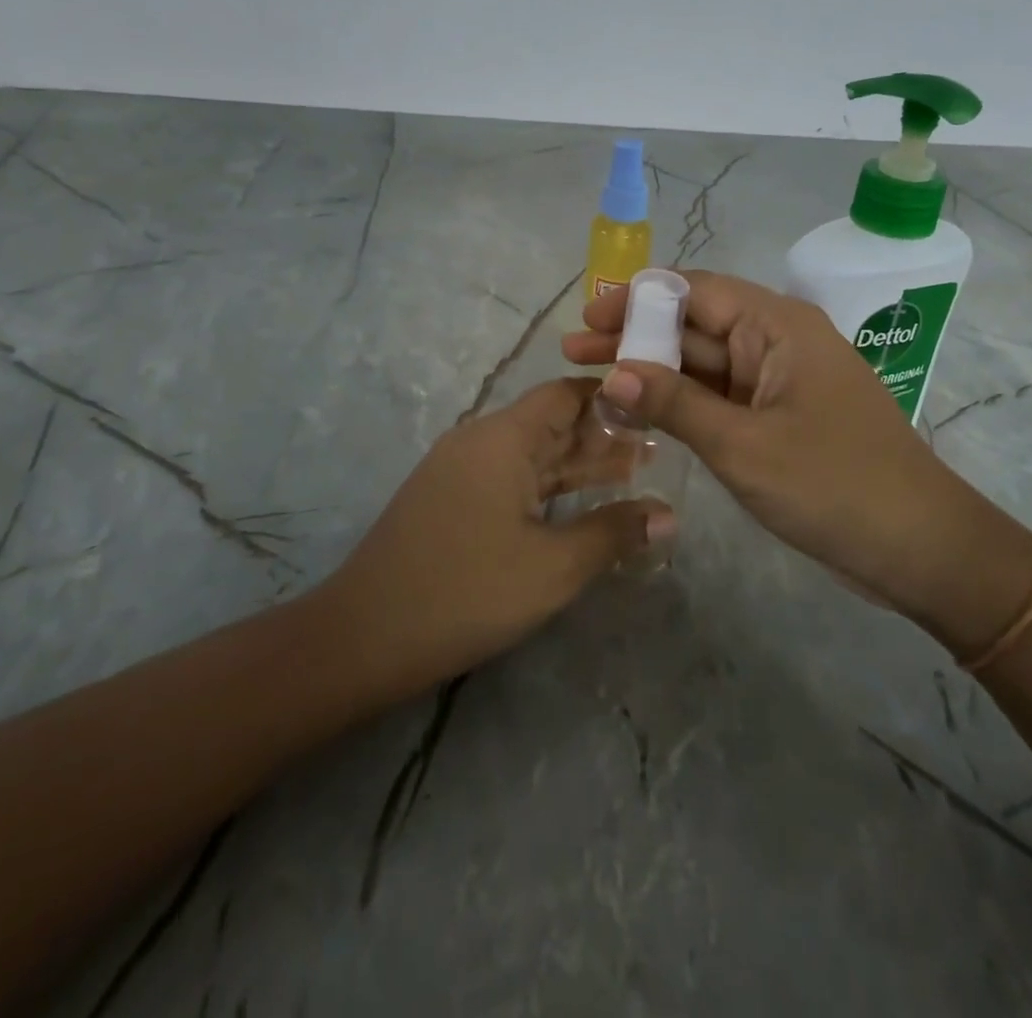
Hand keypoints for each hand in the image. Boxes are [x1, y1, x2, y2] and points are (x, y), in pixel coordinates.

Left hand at [320, 378, 667, 695]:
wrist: (362, 638)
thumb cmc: (467, 592)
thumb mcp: (553, 567)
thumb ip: (614, 533)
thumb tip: (669, 514)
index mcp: (504, 438)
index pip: (567, 394)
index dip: (612, 398)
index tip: (656, 408)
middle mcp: (481, 440)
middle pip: (552, 422)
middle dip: (604, 434)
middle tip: (659, 447)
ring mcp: (460, 470)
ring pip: (532, 454)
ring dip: (579, 463)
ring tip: (635, 471)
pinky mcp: (450, 499)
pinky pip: (511, 478)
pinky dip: (549, 486)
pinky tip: (578, 503)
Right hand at [561, 272, 1008, 622]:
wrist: (920, 548)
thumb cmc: (834, 486)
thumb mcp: (743, 445)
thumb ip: (675, 403)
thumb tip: (613, 373)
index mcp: (777, 325)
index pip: (693, 291)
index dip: (634, 300)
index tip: (586, 320)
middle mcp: (777, 341)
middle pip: (693, 325)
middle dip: (633, 337)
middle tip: (571, 352)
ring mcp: (778, 381)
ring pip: (703, 364)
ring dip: (652, 372)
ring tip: (591, 381)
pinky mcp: (778, 417)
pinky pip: (720, 397)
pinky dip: (680, 403)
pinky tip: (638, 413)